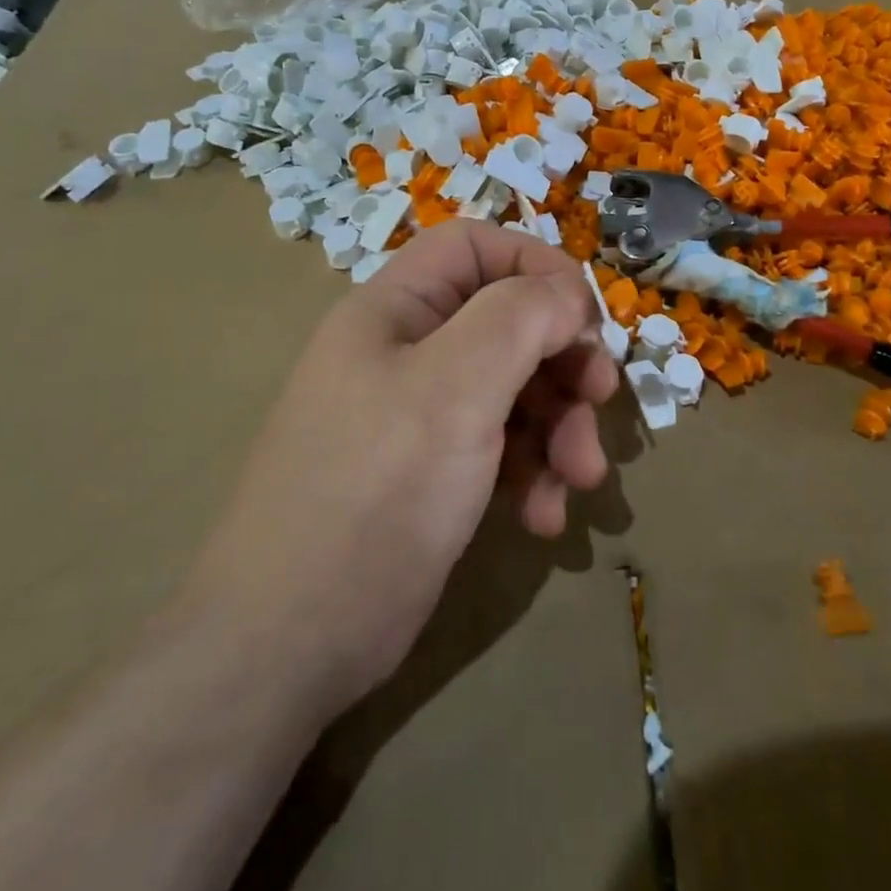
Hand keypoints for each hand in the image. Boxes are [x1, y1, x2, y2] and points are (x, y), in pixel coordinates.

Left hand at [181, 221, 619, 719]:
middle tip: (601, 401)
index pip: (474, 247)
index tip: (586, 318)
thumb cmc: (375, 494)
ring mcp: (417, 417)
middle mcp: (405, 353)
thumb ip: (518, 319)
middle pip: (506, 322)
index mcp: (394, 311)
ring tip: (580, 481)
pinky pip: (499, 448)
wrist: (288, 643)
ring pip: (513, 390)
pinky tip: (544, 518)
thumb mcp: (455, 389)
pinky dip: (532, 474)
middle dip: (562, 362)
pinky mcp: (430, 473)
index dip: (536, 266)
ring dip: (558, 429)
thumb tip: (567, 295)